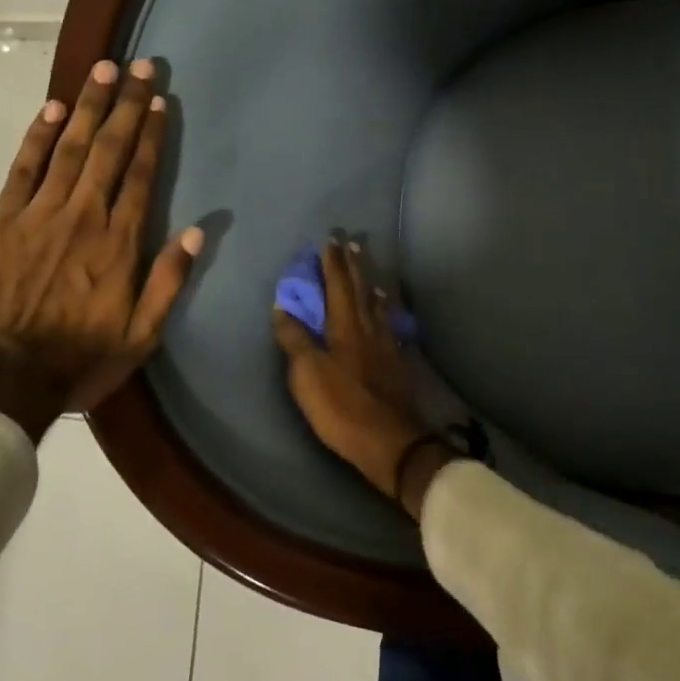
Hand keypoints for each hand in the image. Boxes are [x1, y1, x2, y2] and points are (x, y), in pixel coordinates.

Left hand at [0, 58, 202, 432]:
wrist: (0, 378)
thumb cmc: (78, 359)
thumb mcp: (141, 335)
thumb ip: (169, 280)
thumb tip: (199, 231)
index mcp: (119, 242)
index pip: (141, 175)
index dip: (152, 134)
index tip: (159, 100)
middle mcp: (84, 215)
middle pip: (109, 149)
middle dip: (126, 104)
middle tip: (139, 65)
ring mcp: (39, 214)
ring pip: (70, 148)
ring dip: (88, 106)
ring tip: (103, 70)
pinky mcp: (1, 220)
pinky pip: (24, 168)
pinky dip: (38, 137)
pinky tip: (52, 109)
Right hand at [272, 240, 450, 518]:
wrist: (390, 440)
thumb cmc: (341, 406)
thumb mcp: (307, 374)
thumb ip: (295, 338)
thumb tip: (283, 305)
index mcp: (345, 326)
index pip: (338, 285)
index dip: (333, 263)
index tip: (330, 240)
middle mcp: (368, 328)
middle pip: (361, 289)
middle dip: (353, 265)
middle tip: (352, 242)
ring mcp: (386, 345)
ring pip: (378, 306)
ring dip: (371, 284)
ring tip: (369, 271)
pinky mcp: (396, 364)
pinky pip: (389, 326)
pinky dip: (385, 312)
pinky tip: (386, 314)